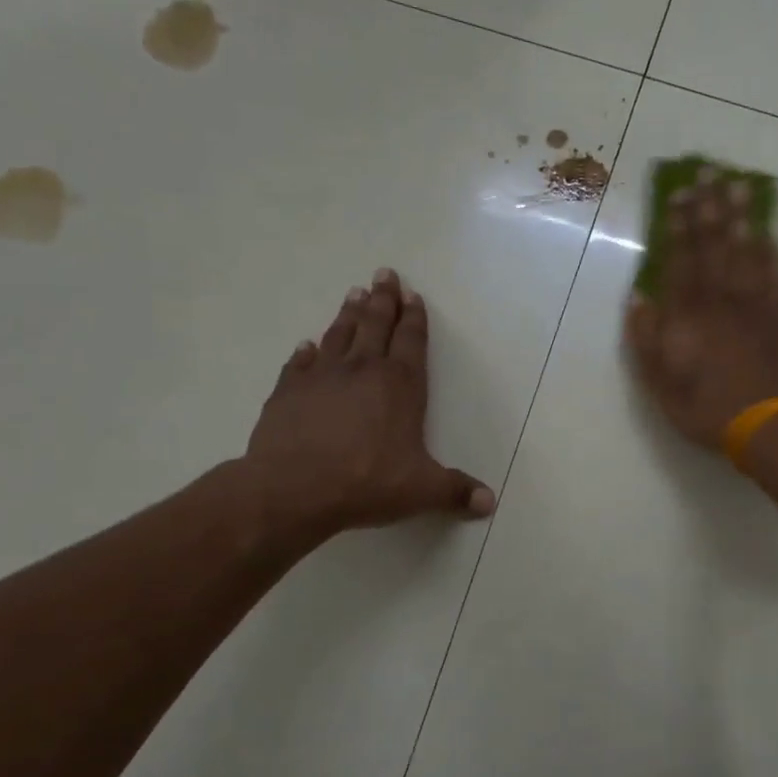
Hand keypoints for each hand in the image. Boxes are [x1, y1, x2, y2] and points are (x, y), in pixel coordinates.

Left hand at [239, 268, 494, 547]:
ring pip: (339, 335)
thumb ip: (456, 492)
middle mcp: (361, 370)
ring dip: (349, 314)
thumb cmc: (367, 483)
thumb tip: (490, 502)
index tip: (413, 295)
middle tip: (385, 274)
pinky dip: (306, 352)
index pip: (411, 341)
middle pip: (375, 325)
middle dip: (383, 300)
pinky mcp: (287, 392)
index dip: (414, 318)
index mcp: (399, 385)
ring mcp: (321, 377)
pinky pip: (299, 363)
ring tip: (354, 293)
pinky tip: (308, 345)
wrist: (294, 489)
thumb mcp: (422, 490)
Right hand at [624, 173, 777, 448]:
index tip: (678, 194)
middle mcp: (721, 299)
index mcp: (688, 315)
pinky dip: (771, 249)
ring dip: (741, 216)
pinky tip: (769, 231)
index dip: (678, 225)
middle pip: (714, 245)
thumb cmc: (705, 408)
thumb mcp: (660, 383)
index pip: (681, 260)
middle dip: (709, 206)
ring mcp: (755, 304)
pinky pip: (776, 273)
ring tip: (738, 184)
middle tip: (709, 170)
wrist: (767, 424)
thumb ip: (646, 339)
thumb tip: (640, 297)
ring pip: (746, 251)